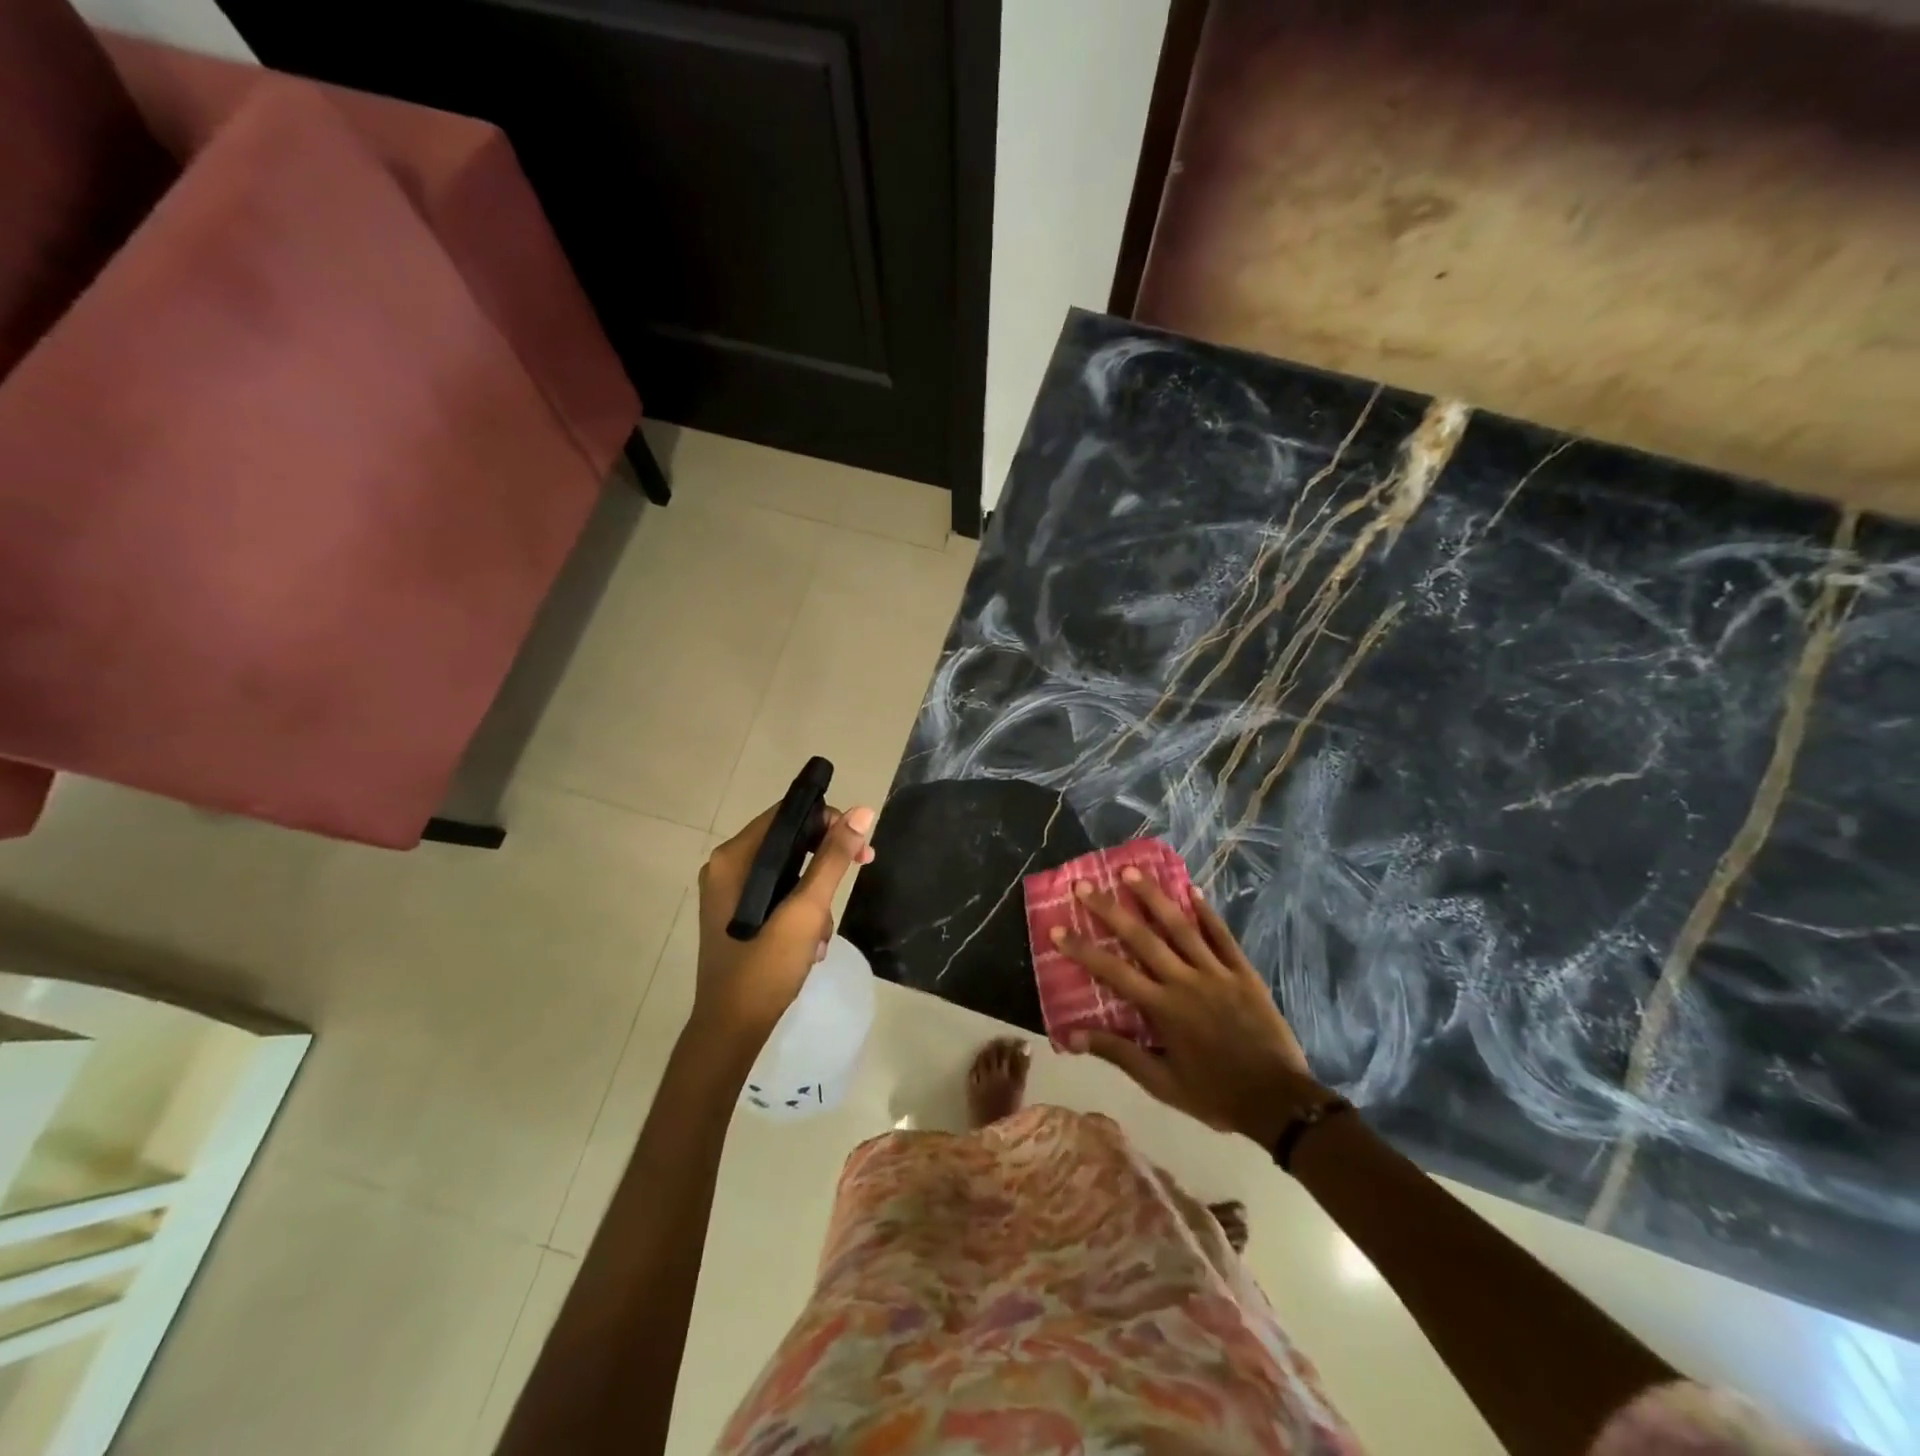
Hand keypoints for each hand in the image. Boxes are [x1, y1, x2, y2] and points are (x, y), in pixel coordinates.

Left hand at [692, 803, 875, 1045]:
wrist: (731, 1030)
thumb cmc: (765, 966)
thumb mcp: (806, 910)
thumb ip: (833, 858)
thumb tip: (862, 812)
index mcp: (734, 858)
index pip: (787, 814)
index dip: (828, 821)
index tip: (859, 846)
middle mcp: (727, 868)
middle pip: (789, 842)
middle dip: (826, 863)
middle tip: (862, 870)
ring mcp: (730, 894)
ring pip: (788, 872)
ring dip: (815, 897)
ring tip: (821, 934)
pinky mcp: (738, 915)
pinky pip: (779, 895)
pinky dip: (800, 913)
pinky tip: (810, 945)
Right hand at [1055, 870, 1329, 1144]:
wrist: (1279, 1102)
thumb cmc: (1215, 1095)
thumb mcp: (1162, 1083)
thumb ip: (1119, 1054)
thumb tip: (1072, 1036)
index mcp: (1163, 1009)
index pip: (1113, 972)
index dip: (1083, 950)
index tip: (1057, 929)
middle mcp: (1185, 981)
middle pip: (1142, 937)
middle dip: (1109, 909)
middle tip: (1085, 884)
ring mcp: (1217, 972)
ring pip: (1180, 926)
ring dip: (1153, 896)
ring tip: (1131, 871)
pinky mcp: (1244, 972)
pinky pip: (1222, 936)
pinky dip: (1206, 912)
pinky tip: (1192, 890)